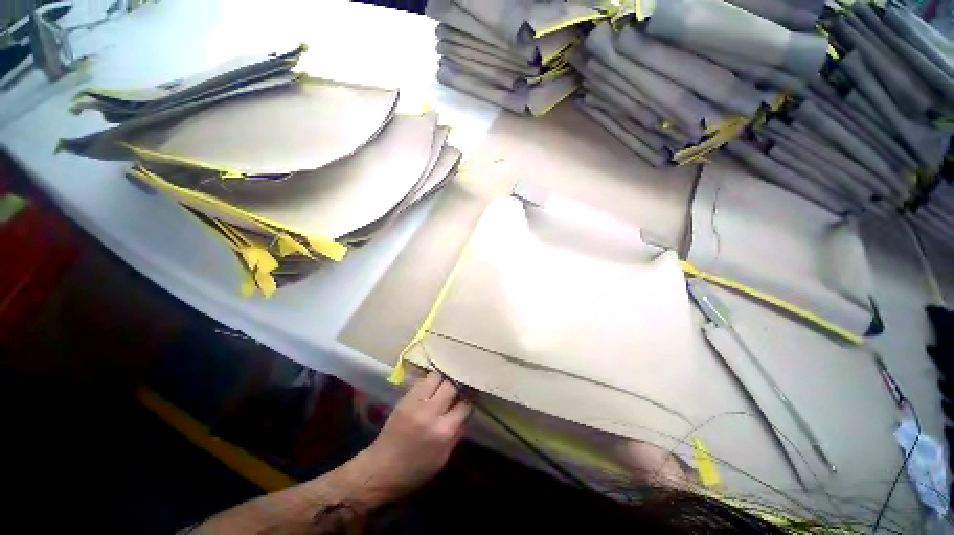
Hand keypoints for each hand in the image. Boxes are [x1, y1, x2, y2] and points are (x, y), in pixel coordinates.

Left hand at [356, 372, 471, 501]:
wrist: (380, 470)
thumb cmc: (415, 470)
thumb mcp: (443, 457)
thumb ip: (457, 432)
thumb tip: (466, 411)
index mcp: (443, 431)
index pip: (464, 405)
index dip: (470, 399)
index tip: (472, 396)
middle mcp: (430, 412)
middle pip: (451, 385)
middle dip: (458, 385)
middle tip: (460, 386)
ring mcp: (415, 403)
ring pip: (436, 377)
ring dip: (443, 379)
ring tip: (446, 383)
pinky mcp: (404, 398)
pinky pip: (422, 381)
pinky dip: (430, 382)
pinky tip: (432, 387)